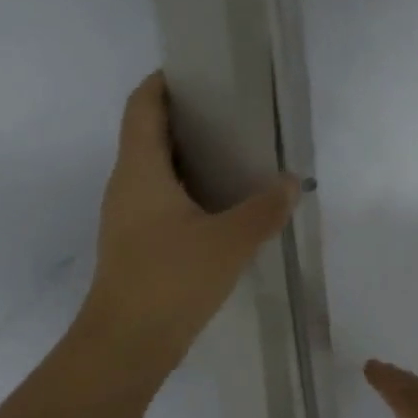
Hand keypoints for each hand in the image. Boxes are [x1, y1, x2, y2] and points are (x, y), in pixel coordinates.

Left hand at [79, 72, 300, 377]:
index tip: (200, 72)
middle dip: (187, 118)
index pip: (143, 105)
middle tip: (234, 113)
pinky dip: (189, 190)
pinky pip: (161, 200)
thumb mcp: (229, 242)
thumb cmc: (170, 281)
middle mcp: (127, 184)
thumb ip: (264, 209)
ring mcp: (128, 216)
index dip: (164, 82)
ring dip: (190, 157)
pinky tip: (223, 206)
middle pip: (149, 133)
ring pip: (156, 170)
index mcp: (140, 169)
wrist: (126, 346)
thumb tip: (291, 184)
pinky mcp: (136, 244)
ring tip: (236, 155)